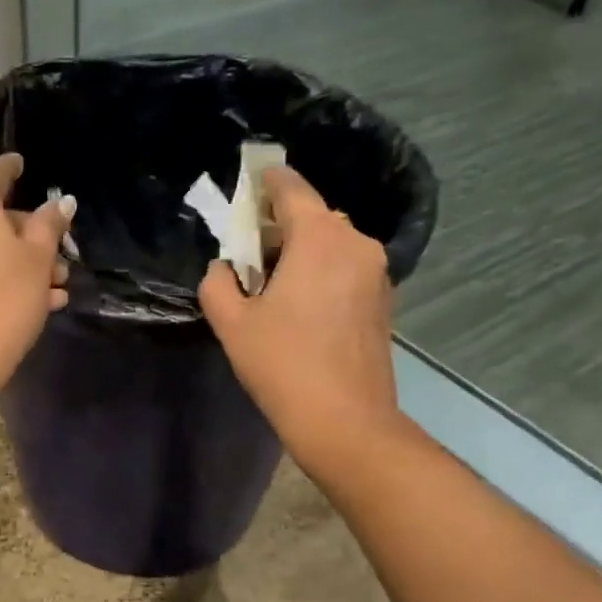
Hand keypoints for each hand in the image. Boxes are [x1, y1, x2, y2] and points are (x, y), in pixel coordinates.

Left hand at [0, 152, 72, 407]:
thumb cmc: (5, 300)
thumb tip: (62, 202)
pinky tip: (25, 303)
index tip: (23, 167)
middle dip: (26, 237)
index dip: (14, 169)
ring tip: (52, 291)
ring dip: (14, 263)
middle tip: (58, 261)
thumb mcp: (39, 260)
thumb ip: (49, 224)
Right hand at [199, 166, 403, 473]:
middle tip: (248, 250)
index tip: (249, 181)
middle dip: (280, 226)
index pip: (291, 189)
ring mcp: (377, 272)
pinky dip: (322, 272)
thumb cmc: (283, 365)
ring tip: (272, 284)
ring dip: (302, 252)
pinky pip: (346, 269)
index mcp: (319, 237)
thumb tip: (224, 269)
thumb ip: (218, 283)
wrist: (345, 421)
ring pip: (332, 244)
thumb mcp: (232, 323)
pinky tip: (300, 306)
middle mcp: (356, 243)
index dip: (266, 181)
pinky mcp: (383, 300)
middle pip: (313, 217)